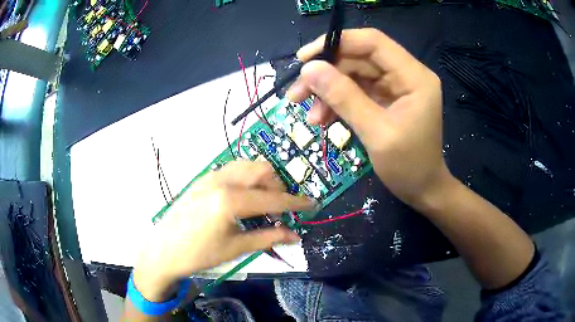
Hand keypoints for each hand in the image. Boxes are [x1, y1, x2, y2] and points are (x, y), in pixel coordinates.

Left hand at [133, 161, 313, 299]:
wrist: (163, 251)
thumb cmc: (199, 254)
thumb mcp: (236, 248)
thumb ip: (268, 237)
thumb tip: (295, 236)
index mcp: (230, 199)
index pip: (273, 198)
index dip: (295, 202)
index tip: (311, 204)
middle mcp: (221, 180)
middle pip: (261, 170)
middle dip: (277, 187)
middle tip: (278, 210)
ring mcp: (209, 177)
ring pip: (246, 166)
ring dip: (261, 180)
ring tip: (261, 204)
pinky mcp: (202, 179)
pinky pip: (231, 170)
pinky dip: (245, 180)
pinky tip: (242, 200)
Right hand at [287, 28, 448, 207]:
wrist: (423, 190)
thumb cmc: (408, 167)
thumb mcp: (376, 133)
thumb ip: (344, 97)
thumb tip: (309, 69)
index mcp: (414, 76)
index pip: (373, 42)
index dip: (337, 43)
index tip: (304, 58)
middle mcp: (406, 74)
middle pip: (359, 59)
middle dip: (326, 74)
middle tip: (296, 94)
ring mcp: (396, 86)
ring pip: (354, 75)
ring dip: (328, 92)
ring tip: (310, 117)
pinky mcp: (386, 99)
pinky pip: (357, 91)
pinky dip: (338, 103)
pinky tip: (322, 119)